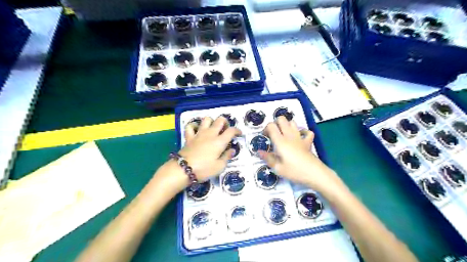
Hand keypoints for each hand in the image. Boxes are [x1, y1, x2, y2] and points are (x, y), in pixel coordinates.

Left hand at [177, 116, 238, 181]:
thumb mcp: (219, 167)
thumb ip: (227, 157)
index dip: (237, 130)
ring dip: (211, 122)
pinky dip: (195, 126)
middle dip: (225, 122)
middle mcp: (210, 134)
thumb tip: (232, 150)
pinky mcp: (189, 137)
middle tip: (225, 130)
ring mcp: (199, 134)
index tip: (239, 134)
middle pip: (220, 120)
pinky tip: (197, 130)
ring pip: (206, 119)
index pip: (231, 131)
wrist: (184, 169)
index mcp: (220, 141)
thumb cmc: (204, 169)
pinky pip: (191, 126)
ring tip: (212, 128)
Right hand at [259, 116, 342, 192]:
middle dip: (276, 123)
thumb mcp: (278, 168)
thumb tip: (259, 152)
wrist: (314, 173)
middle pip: (282, 119)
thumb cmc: (294, 171)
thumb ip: (268, 158)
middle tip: (273, 133)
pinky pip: (307, 132)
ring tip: (284, 135)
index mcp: (280, 141)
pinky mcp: (308, 142)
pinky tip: (299, 137)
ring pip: (293, 122)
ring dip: (287, 125)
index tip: (265, 137)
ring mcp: (300, 138)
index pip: (271, 126)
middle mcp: (289, 136)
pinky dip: (303, 132)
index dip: (266, 129)